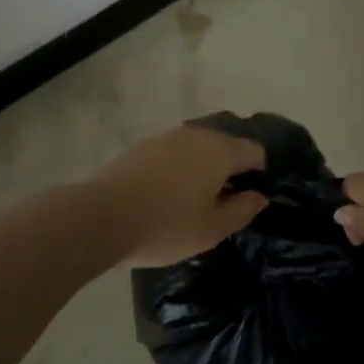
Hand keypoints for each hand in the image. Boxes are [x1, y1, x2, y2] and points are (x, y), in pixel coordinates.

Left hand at [92, 124, 268, 266]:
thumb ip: (242, 210)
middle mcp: (197, 134)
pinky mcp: (144, 144)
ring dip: (203, 167)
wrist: (103, 215)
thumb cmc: (166, 226)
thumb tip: (259, 196)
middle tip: (223, 203)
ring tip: (194, 199)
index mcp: (220, 151)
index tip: (250, 199)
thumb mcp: (211, 229)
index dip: (259, 173)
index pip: (254, 151)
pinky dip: (179, 167)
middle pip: (226, 144)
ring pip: (199, 147)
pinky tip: (166, 193)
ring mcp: (168, 136)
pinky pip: (174, 152)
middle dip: (231, 169)